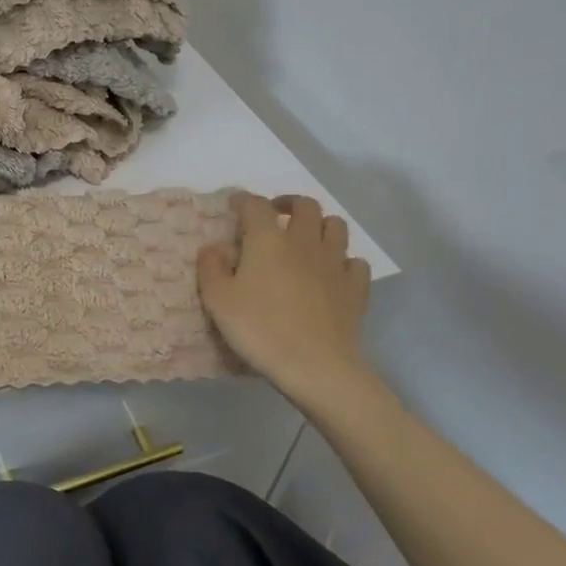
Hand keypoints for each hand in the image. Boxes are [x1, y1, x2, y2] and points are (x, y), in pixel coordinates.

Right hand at [198, 192, 373, 411]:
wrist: (315, 366)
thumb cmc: (259, 329)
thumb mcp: (218, 300)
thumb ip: (210, 267)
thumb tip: (213, 247)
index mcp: (267, 239)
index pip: (255, 204)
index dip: (243, 200)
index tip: (234, 205)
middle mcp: (304, 241)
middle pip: (305, 205)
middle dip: (288, 204)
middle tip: (276, 216)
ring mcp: (335, 263)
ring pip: (336, 226)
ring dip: (320, 225)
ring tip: (307, 239)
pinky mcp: (356, 287)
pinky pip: (355, 261)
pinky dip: (344, 260)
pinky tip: (333, 272)